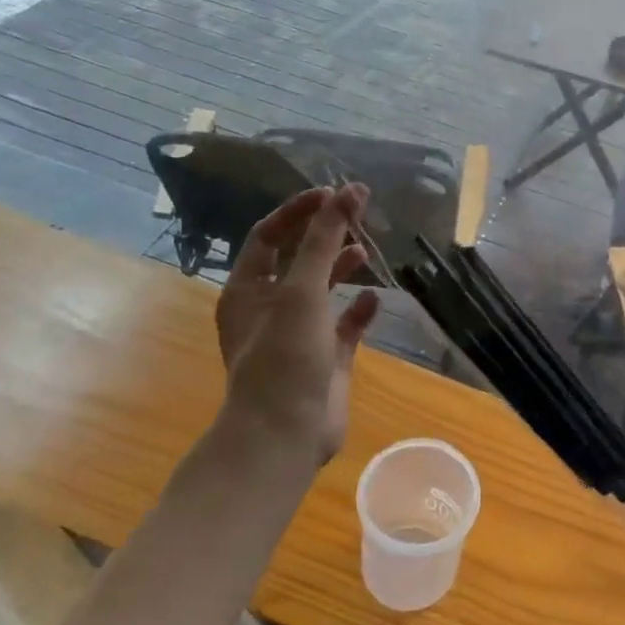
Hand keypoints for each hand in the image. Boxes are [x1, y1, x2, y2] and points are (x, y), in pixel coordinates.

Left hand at [215, 186, 379, 467]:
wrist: (285, 433)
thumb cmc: (283, 355)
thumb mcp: (302, 291)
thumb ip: (325, 240)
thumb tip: (348, 190)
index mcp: (247, 290)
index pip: (268, 236)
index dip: (299, 212)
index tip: (334, 195)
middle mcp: (268, 309)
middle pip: (297, 260)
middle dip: (324, 237)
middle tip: (356, 217)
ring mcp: (298, 336)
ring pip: (321, 292)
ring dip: (341, 270)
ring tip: (366, 252)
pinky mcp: (325, 359)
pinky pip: (344, 326)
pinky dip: (359, 310)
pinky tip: (377, 299)